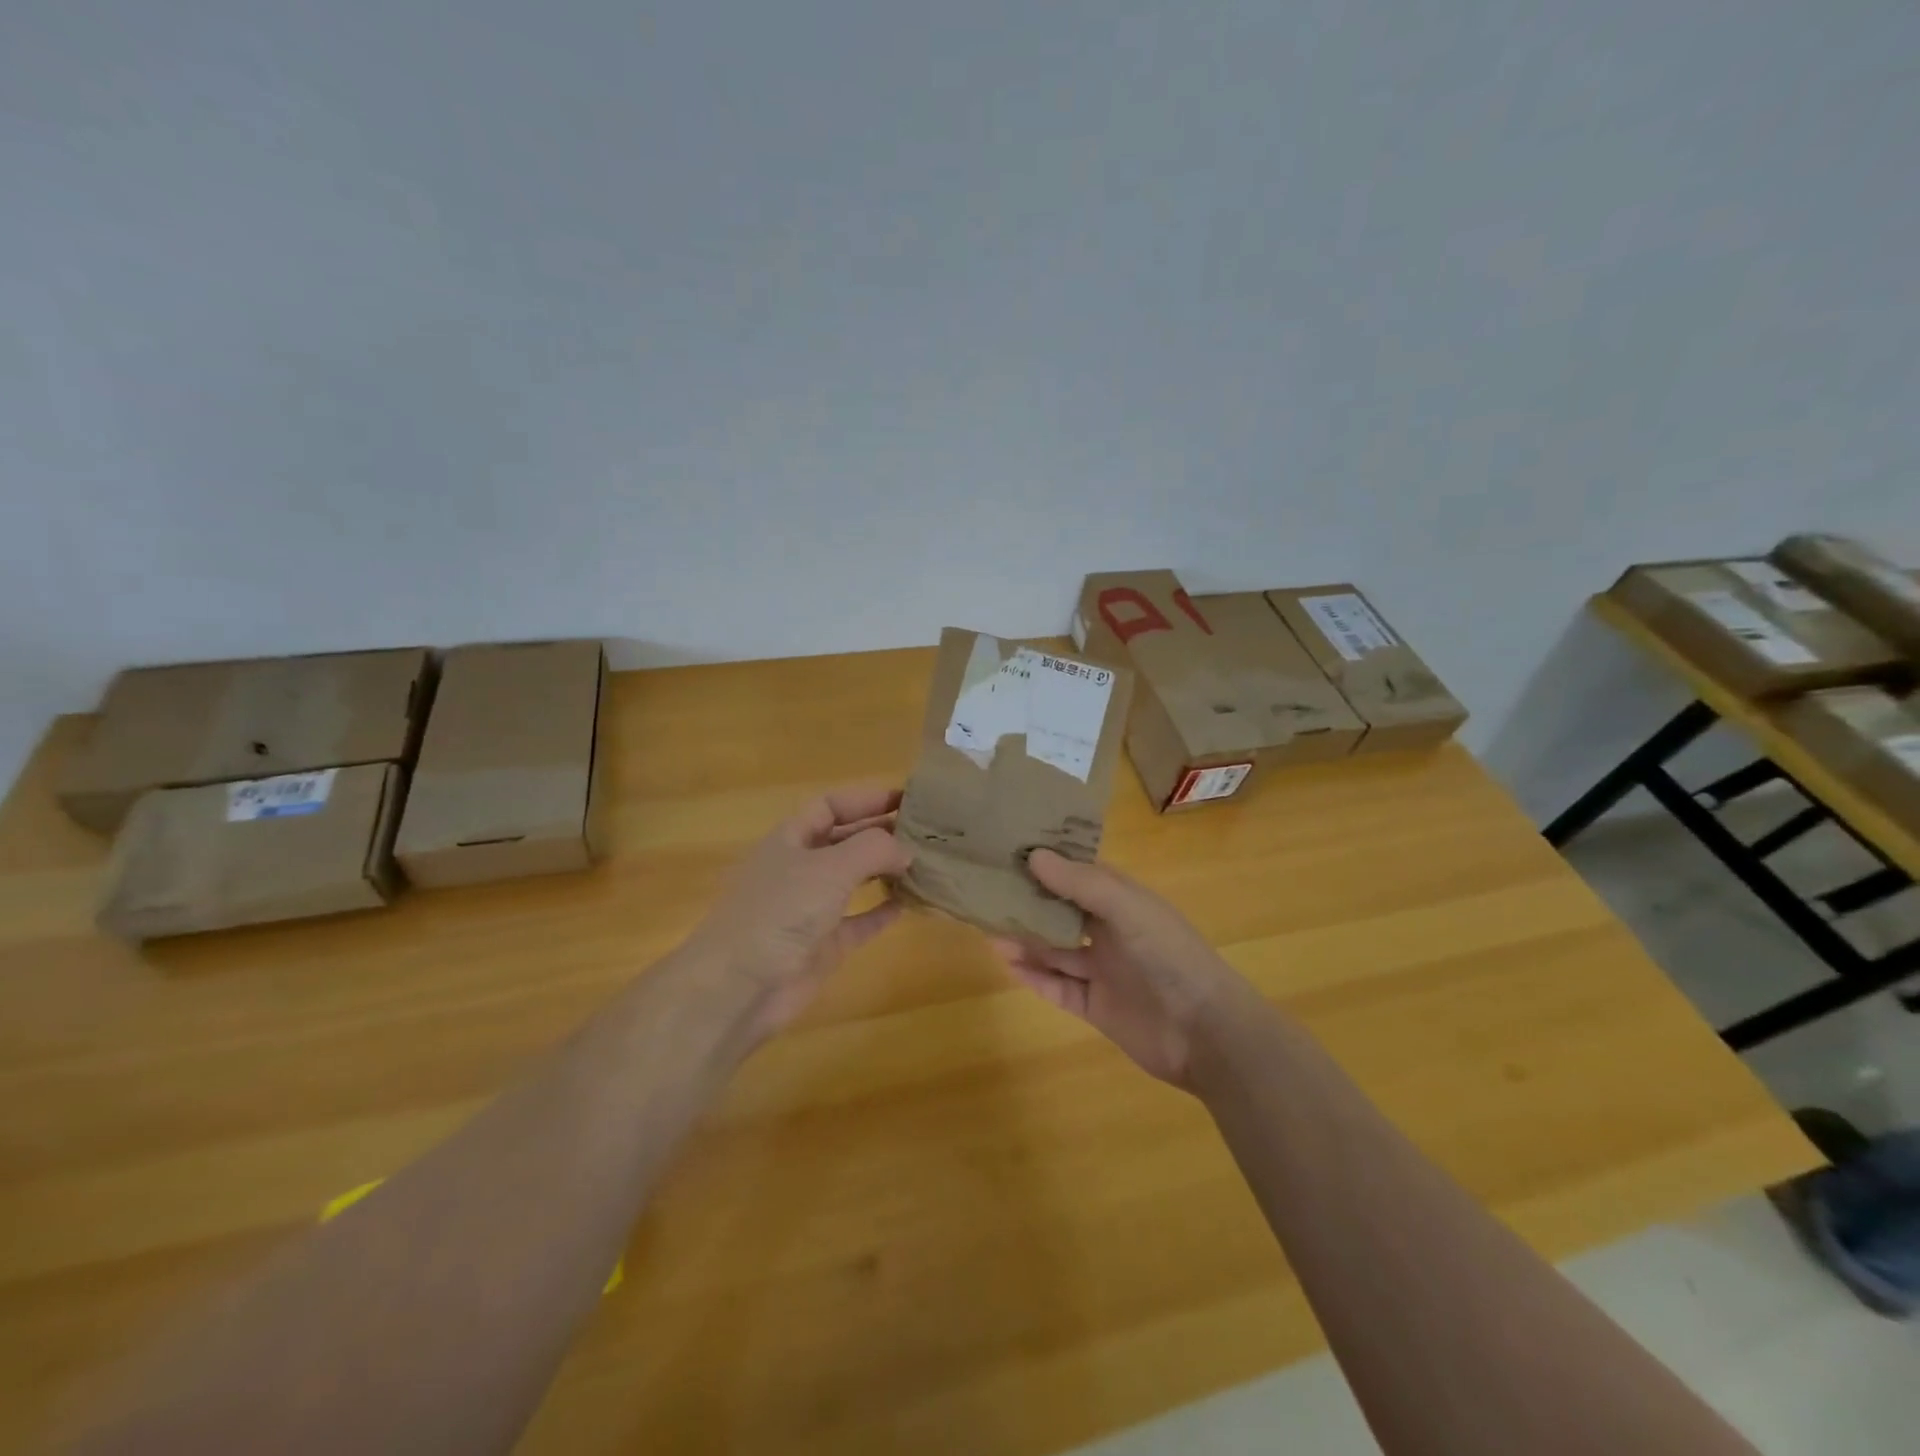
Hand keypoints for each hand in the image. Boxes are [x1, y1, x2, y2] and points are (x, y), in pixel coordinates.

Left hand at [687, 784, 912, 1039]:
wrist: (739, 987)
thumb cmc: (780, 911)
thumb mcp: (829, 867)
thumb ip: (873, 849)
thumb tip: (905, 850)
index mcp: (791, 838)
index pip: (831, 805)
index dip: (867, 798)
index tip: (908, 797)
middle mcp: (801, 868)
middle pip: (845, 840)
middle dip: (881, 832)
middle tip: (926, 830)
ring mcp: (811, 908)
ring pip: (854, 879)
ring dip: (885, 870)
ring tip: (925, 862)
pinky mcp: (823, 945)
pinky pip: (859, 921)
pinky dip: (882, 911)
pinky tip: (910, 903)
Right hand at [990, 849, 1250, 1088]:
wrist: (1205, 1032)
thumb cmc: (1169, 955)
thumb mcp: (1127, 908)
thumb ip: (1081, 883)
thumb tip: (1033, 855)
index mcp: (1123, 902)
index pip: (1078, 875)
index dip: (1048, 864)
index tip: (1009, 852)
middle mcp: (1110, 932)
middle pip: (1061, 914)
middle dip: (1029, 905)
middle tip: (988, 895)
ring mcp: (1103, 971)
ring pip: (1055, 951)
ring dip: (1026, 941)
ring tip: (988, 930)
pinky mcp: (1096, 1006)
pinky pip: (1058, 987)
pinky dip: (1034, 977)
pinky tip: (1008, 964)